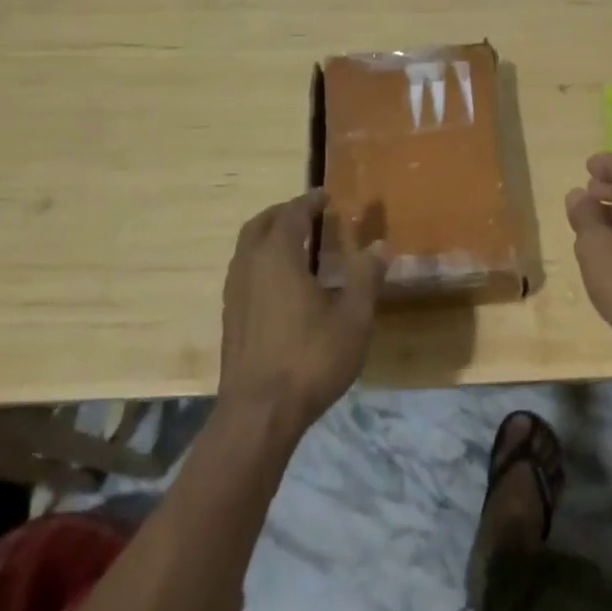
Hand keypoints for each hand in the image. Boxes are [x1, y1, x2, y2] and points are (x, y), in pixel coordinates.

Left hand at [218, 190, 386, 434]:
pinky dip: (262, 260)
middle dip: (284, 213)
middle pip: (261, 224)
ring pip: (247, 248)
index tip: (327, 196)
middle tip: (309, 213)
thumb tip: (380, 245)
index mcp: (278, 255)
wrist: (259, 414)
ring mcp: (234, 293)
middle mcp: (249, 266)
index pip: (291, 214)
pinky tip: (282, 283)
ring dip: (269, 236)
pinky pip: (244, 271)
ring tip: (297, 243)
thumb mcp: (353, 316)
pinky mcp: (231, 318)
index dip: (310, 201)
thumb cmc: (310, 357)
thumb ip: (367, 276)